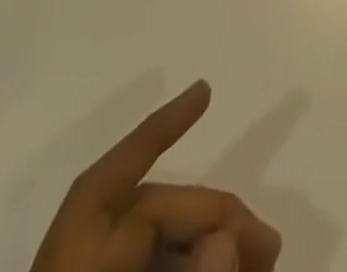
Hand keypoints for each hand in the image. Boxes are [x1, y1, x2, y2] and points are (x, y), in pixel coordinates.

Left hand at [30, 81, 280, 271]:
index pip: (122, 177)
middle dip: (215, 219)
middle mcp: (75, 260)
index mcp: (77, 254)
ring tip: (256, 267)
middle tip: (270, 251)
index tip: (206, 91)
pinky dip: (183, 264)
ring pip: (156, 246)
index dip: (163, 128)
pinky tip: (219, 270)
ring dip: (207, 247)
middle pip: (153, 213)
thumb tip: (228, 238)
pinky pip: (147, 268)